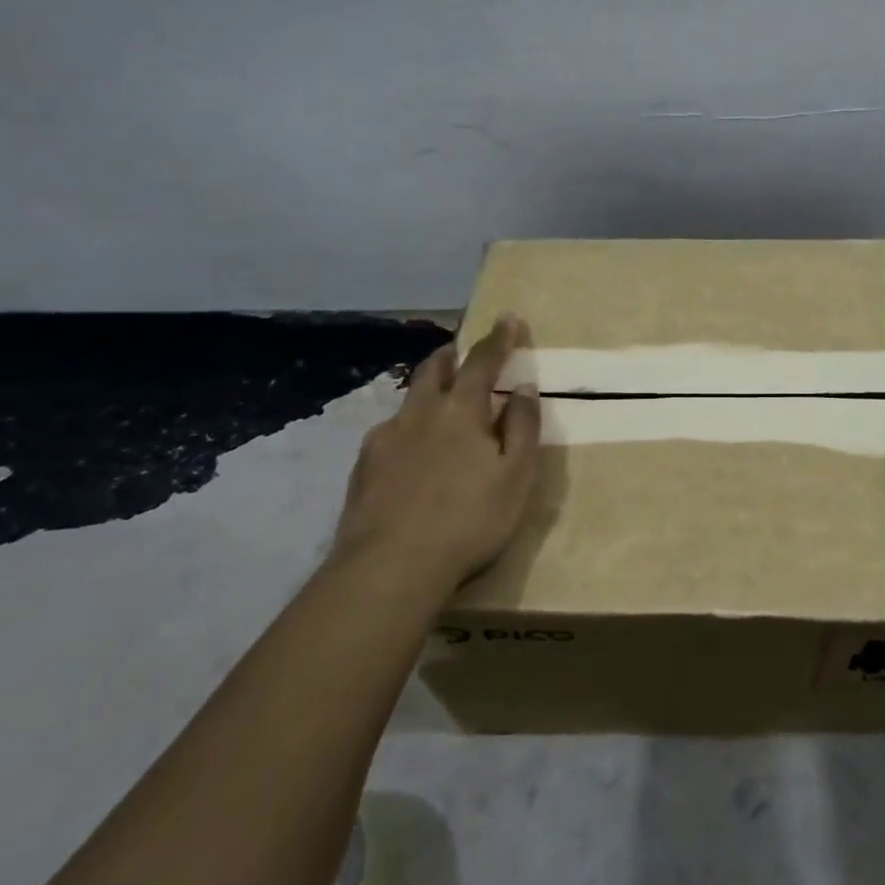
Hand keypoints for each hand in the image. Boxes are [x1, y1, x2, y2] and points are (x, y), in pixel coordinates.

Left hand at [331, 316, 540, 598]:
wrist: (392, 566)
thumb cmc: (470, 519)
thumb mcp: (516, 475)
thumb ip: (522, 427)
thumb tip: (522, 388)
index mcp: (461, 411)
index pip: (482, 362)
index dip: (498, 339)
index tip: (508, 318)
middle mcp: (419, 414)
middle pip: (432, 370)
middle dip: (450, 355)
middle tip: (460, 353)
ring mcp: (385, 439)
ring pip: (407, 401)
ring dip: (425, 391)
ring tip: (436, 405)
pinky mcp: (363, 468)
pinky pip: (388, 434)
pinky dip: (406, 429)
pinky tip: (409, 454)